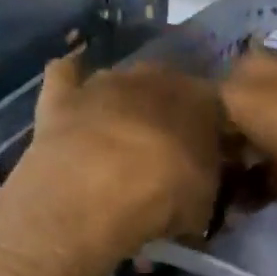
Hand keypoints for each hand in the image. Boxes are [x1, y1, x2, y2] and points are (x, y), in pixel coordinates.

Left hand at [2, 52, 225, 264]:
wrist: (93, 197)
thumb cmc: (163, 199)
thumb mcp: (204, 202)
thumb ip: (206, 180)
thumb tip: (200, 181)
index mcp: (199, 99)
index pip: (214, 105)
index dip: (211, 131)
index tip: (207, 156)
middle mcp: (155, 78)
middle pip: (166, 85)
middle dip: (166, 110)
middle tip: (162, 147)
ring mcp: (105, 83)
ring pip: (120, 80)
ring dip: (122, 101)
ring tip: (119, 134)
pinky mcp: (62, 97)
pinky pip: (65, 72)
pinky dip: (71, 79)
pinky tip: (74, 95)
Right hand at [220, 47, 276, 204]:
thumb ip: (253, 189)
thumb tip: (237, 199)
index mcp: (234, 93)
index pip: (209, 122)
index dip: (221, 148)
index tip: (233, 169)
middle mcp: (259, 63)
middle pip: (241, 93)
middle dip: (247, 119)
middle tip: (263, 150)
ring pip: (276, 80)